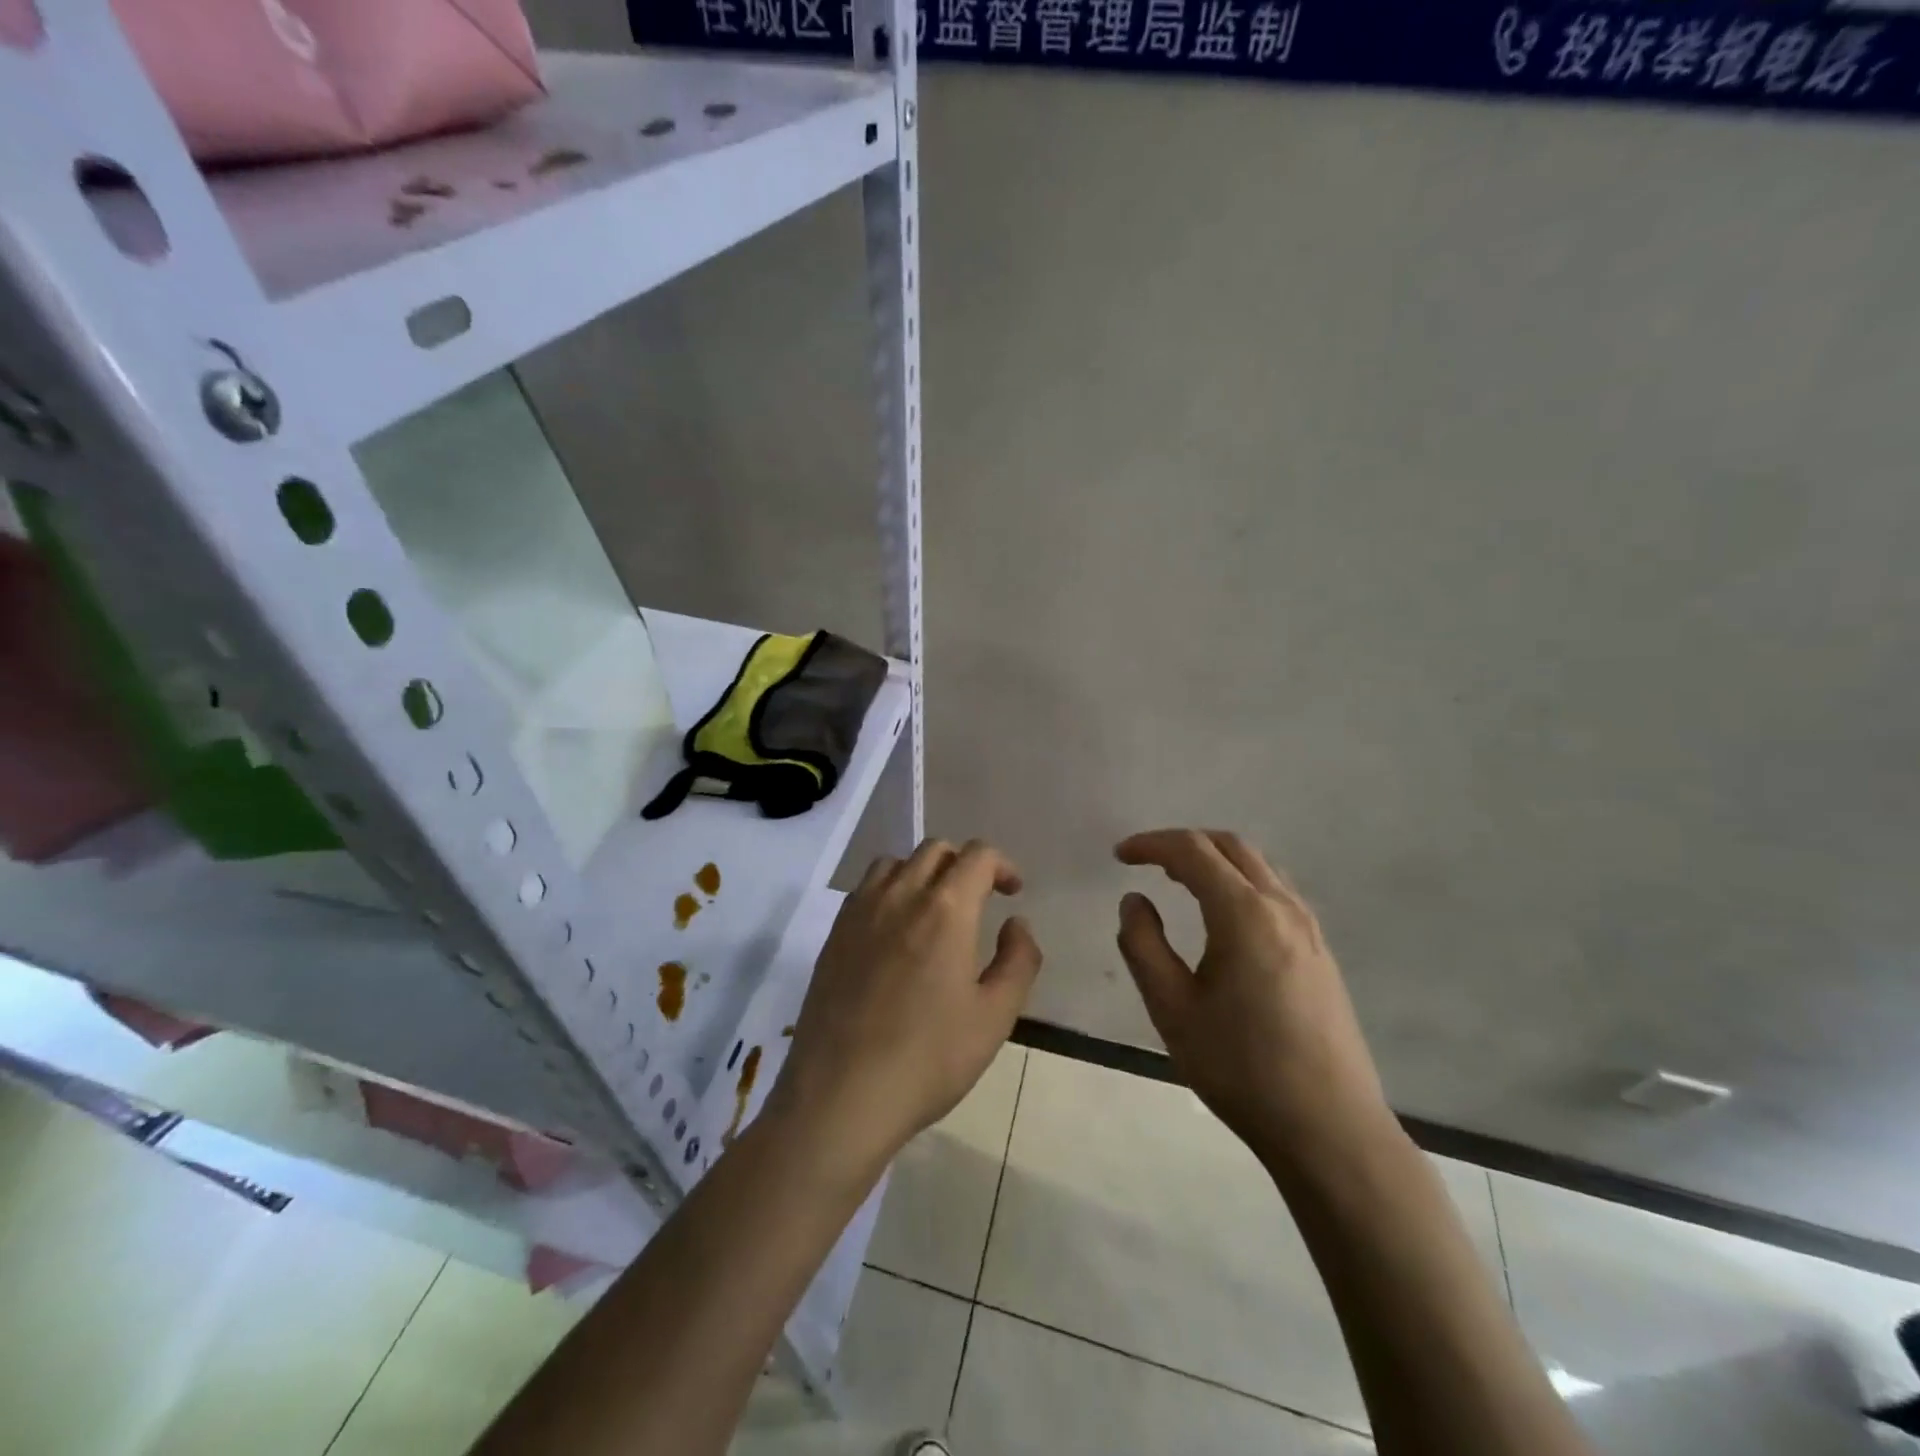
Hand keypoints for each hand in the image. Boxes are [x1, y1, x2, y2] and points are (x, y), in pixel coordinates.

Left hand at [769, 838, 1042, 1173]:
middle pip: (936, 849)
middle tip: (979, 899)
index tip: (1012, 892)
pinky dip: (890, 889)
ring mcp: (861, 910)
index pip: (978, 855)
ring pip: (897, 862)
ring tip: (934, 909)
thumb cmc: (929, 1058)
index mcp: (946, 908)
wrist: (842, 1094)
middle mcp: (901, 894)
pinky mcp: (835, 932)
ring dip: (924, 872)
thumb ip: (1019, 960)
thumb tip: (1017, 923)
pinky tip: (895, 930)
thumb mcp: (995, 1017)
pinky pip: (866, 887)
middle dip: (965, 864)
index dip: (1002, 865)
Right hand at [1115, 829, 1397, 1179]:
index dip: (1152, 844)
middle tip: (1146, 861)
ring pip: (1258, 865)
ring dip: (1215, 859)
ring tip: (1179, 880)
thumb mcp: (1172, 1009)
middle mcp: (1282, 907)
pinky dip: (1241, 880)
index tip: (1120, 855)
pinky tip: (1223, 914)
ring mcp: (1309, 928)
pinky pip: (1276, 890)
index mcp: (1244, 914)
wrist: (1329, 1127)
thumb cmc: (1241, 1068)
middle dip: (1184, 843)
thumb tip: (1135, 900)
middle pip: (1231, 846)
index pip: (1193, 852)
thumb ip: (1143, 945)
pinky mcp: (1321, 951)